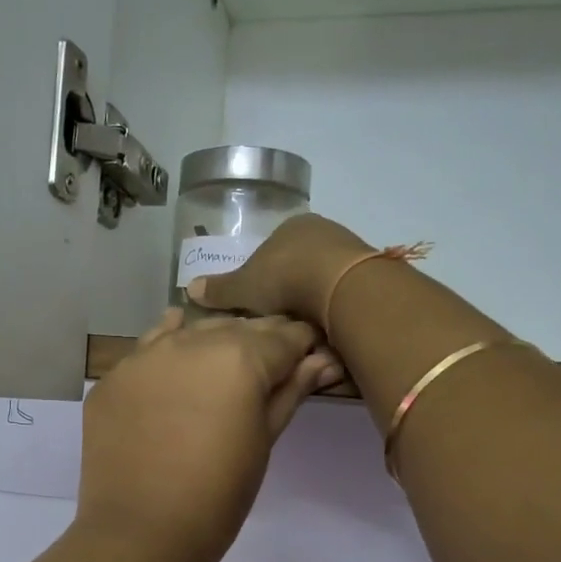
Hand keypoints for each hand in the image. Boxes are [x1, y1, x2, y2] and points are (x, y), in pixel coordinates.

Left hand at [76, 310, 342, 561]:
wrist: (141, 532)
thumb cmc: (218, 496)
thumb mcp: (264, 441)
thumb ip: (291, 391)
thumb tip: (322, 359)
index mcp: (240, 357)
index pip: (285, 335)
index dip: (303, 344)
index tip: (310, 357)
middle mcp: (191, 342)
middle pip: (237, 327)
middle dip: (259, 343)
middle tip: (268, 370)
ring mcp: (145, 355)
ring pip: (191, 331)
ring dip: (212, 344)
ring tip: (221, 373)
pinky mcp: (113, 377)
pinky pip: (148, 350)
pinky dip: (168, 352)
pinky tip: (176, 362)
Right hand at [186, 215, 374, 329]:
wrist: (343, 287)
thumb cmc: (286, 278)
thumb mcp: (244, 287)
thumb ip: (220, 290)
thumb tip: (189, 288)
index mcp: (292, 227)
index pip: (272, 251)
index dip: (262, 279)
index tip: (258, 305)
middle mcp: (323, 232)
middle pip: (299, 268)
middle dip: (289, 295)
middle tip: (278, 323)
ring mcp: (350, 252)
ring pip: (323, 284)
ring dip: (313, 307)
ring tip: (301, 335)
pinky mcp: (371, 276)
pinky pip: (344, 298)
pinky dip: (334, 315)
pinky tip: (326, 333)